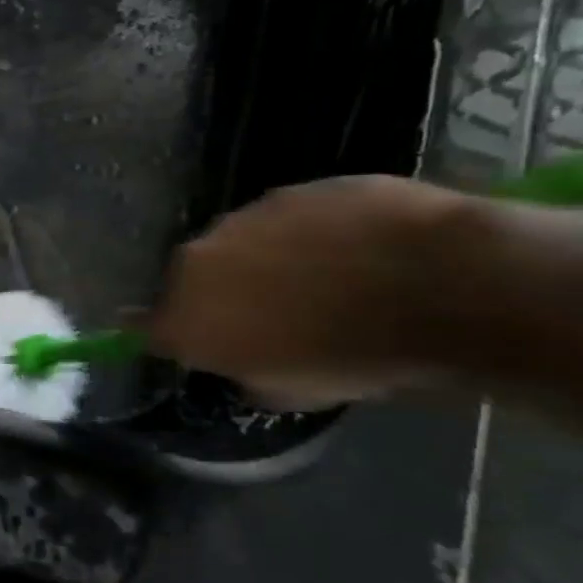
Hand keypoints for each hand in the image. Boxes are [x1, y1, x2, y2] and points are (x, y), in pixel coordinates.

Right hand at [147, 176, 473, 409]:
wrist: (436, 286)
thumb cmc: (354, 358)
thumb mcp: (291, 392)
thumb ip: (246, 371)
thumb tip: (244, 359)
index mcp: (187, 317)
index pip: (147, 327)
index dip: (165, 333)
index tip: (182, 338)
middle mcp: (196, 263)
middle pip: (191, 279)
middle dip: (218, 293)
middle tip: (267, 313)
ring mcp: (241, 219)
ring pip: (236, 244)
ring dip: (260, 260)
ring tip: (318, 278)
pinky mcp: (287, 190)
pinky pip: (282, 218)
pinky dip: (303, 234)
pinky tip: (348, 249)